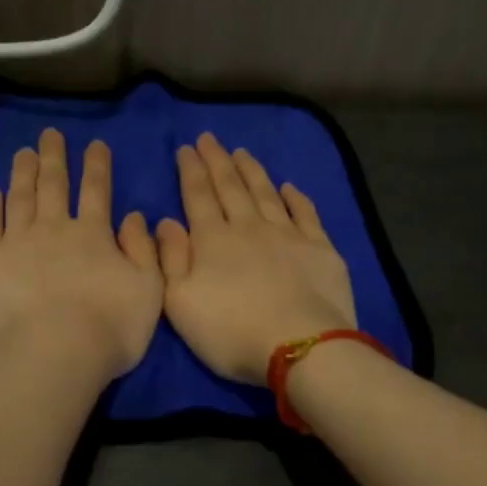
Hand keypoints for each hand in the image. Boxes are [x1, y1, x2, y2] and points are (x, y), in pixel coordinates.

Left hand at [0, 128, 163, 382]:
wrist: (53, 356)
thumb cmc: (109, 330)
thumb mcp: (149, 290)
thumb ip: (144, 251)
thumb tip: (135, 216)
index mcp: (93, 236)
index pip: (97, 191)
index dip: (97, 166)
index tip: (95, 144)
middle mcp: (54, 230)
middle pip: (54, 185)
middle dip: (54, 158)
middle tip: (50, 134)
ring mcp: (16, 244)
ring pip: (20, 198)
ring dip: (23, 173)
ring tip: (23, 152)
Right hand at [155, 134, 356, 383]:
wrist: (299, 346)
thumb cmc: (230, 332)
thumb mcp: (180, 304)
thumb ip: (170, 260)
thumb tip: (166, 222)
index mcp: (212, 241)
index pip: (198, 197)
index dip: (190, 171)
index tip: (186, 148)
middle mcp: (249, 228)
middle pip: (231, 187)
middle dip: (217, 161)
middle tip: (209, 138)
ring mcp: (287, 235)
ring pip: (265, 193)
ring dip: (252, 171)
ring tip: (241, 152)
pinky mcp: (319, 248)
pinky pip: (305, 213)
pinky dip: (296, 197)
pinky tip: (289, 187)